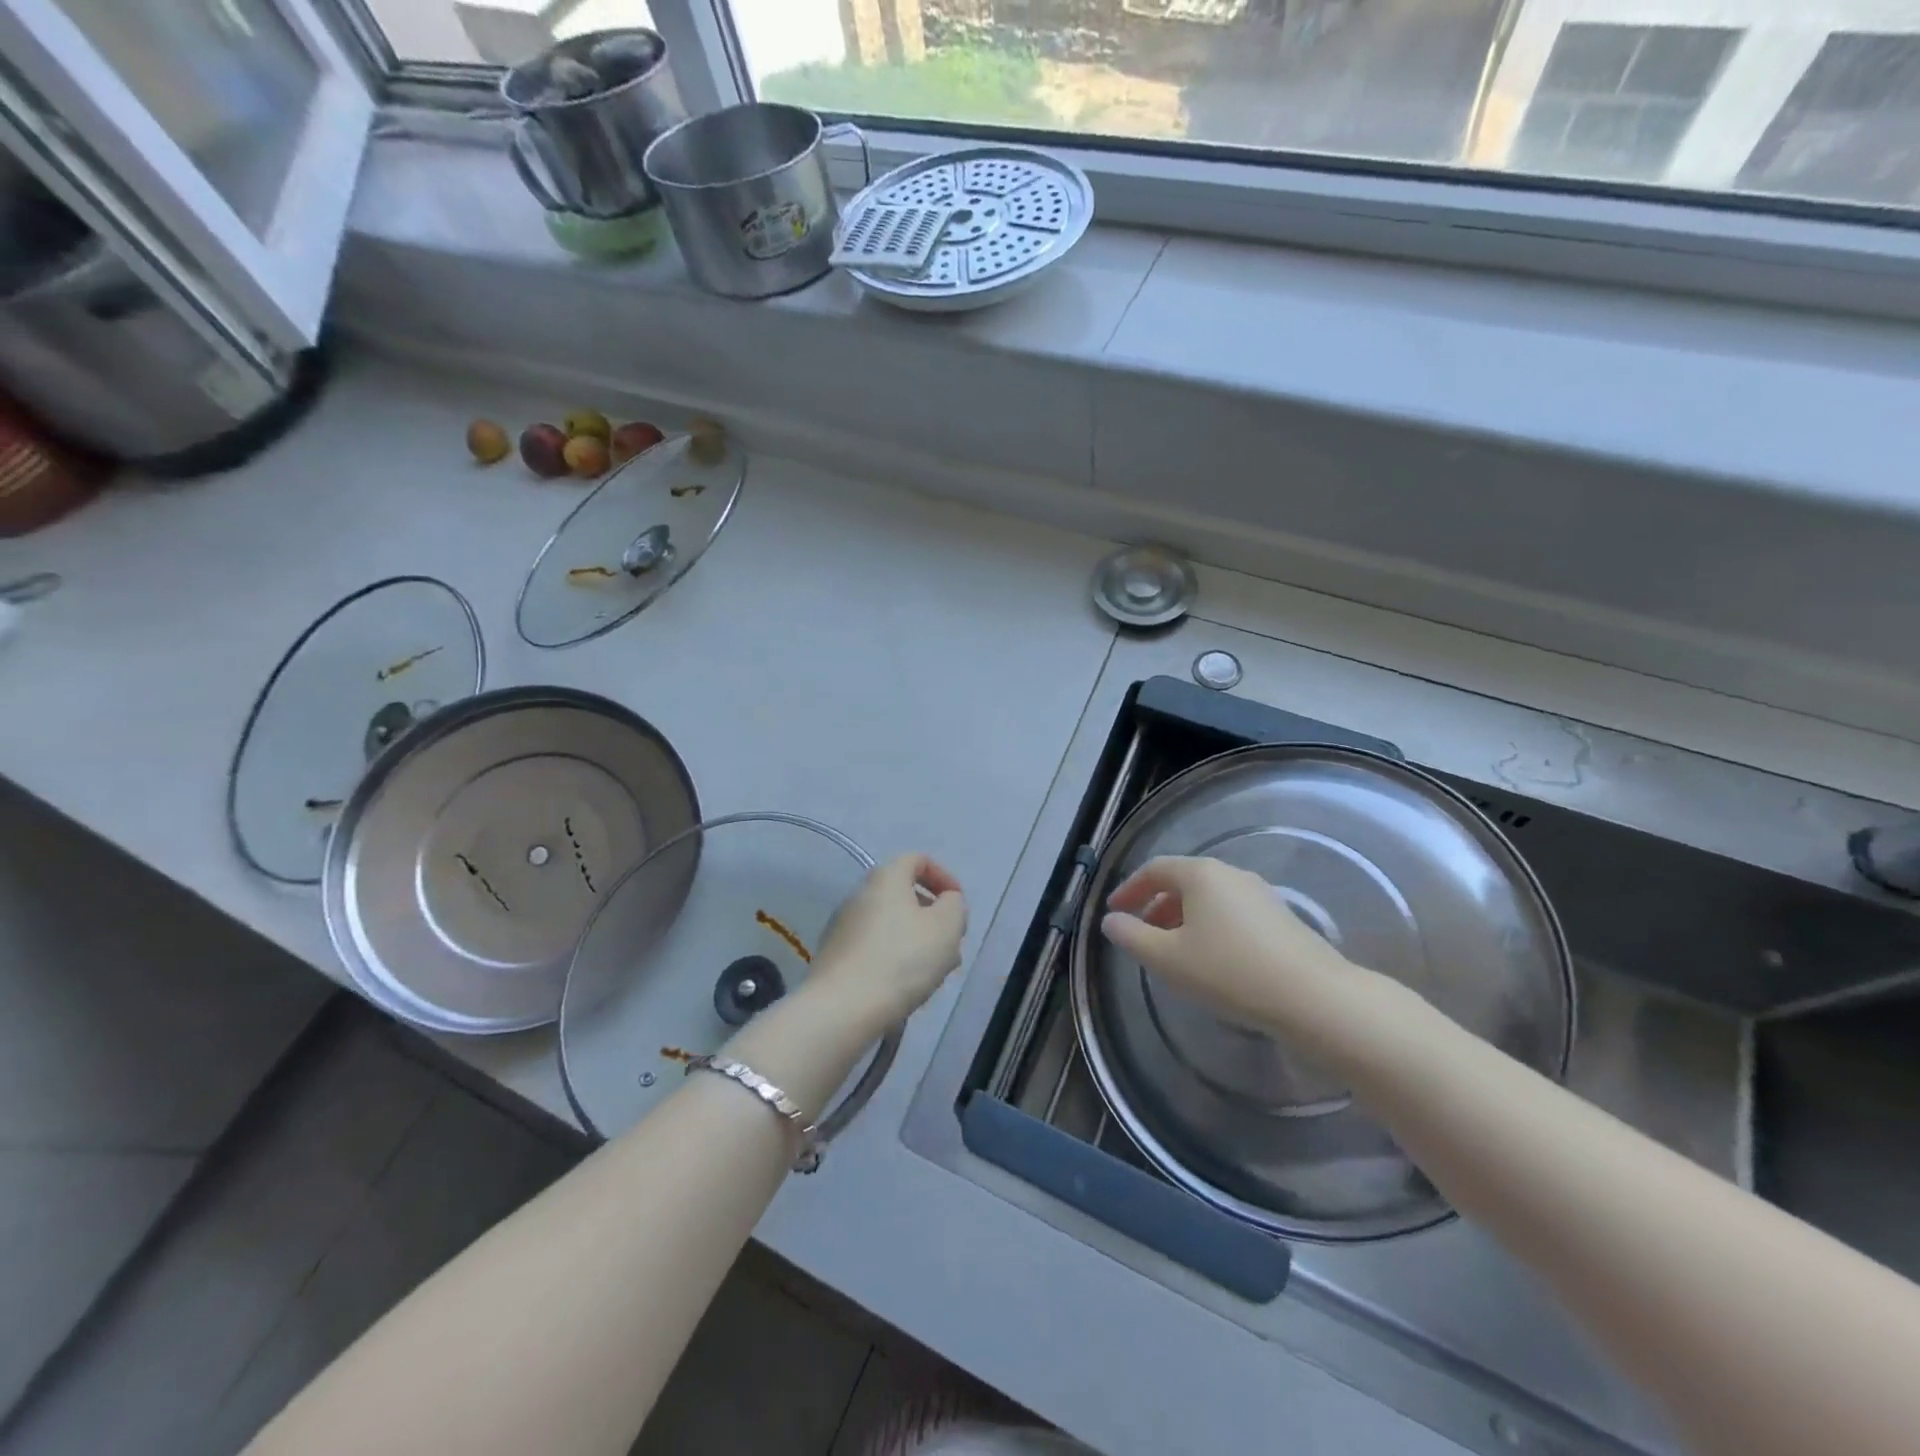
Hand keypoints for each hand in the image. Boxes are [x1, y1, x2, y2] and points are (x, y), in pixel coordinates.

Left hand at [809, 853, 967, 1032]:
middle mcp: (859, 894)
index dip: (943, 877)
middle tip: (950, 945)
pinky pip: (873, 948)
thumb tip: (946, 902)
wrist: (842, 1008)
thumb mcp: (946, 928)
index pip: (918, 860)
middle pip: (904, 895)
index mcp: (886, 878)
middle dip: (932, 918)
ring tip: (933, 974)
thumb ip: (954, 906)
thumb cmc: (902, 960)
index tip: (957, 906)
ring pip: (890, 925)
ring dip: (915, 942)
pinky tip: (904, 987)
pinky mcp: (835, 956)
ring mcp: (842, 926)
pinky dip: (893, 959)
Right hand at [1101, 856, 1387, 1050]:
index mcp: (1201, 874)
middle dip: (1156, 905)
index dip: (1129, 888)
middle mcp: (1231, 874)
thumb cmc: (1229, 971)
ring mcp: (1260, 894)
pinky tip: (1211, 961)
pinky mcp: (1281, 918)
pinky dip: (1209, 927)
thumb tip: (1111, 921)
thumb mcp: (1167, 958)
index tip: (1114, 911)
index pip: (1154, 869)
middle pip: (1183, 881)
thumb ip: (1132, 936)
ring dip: (1183, 918)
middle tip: (1141, 934)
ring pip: (1209, 898)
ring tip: (1173, 951)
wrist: (1313, 997)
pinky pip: (1231, 913)